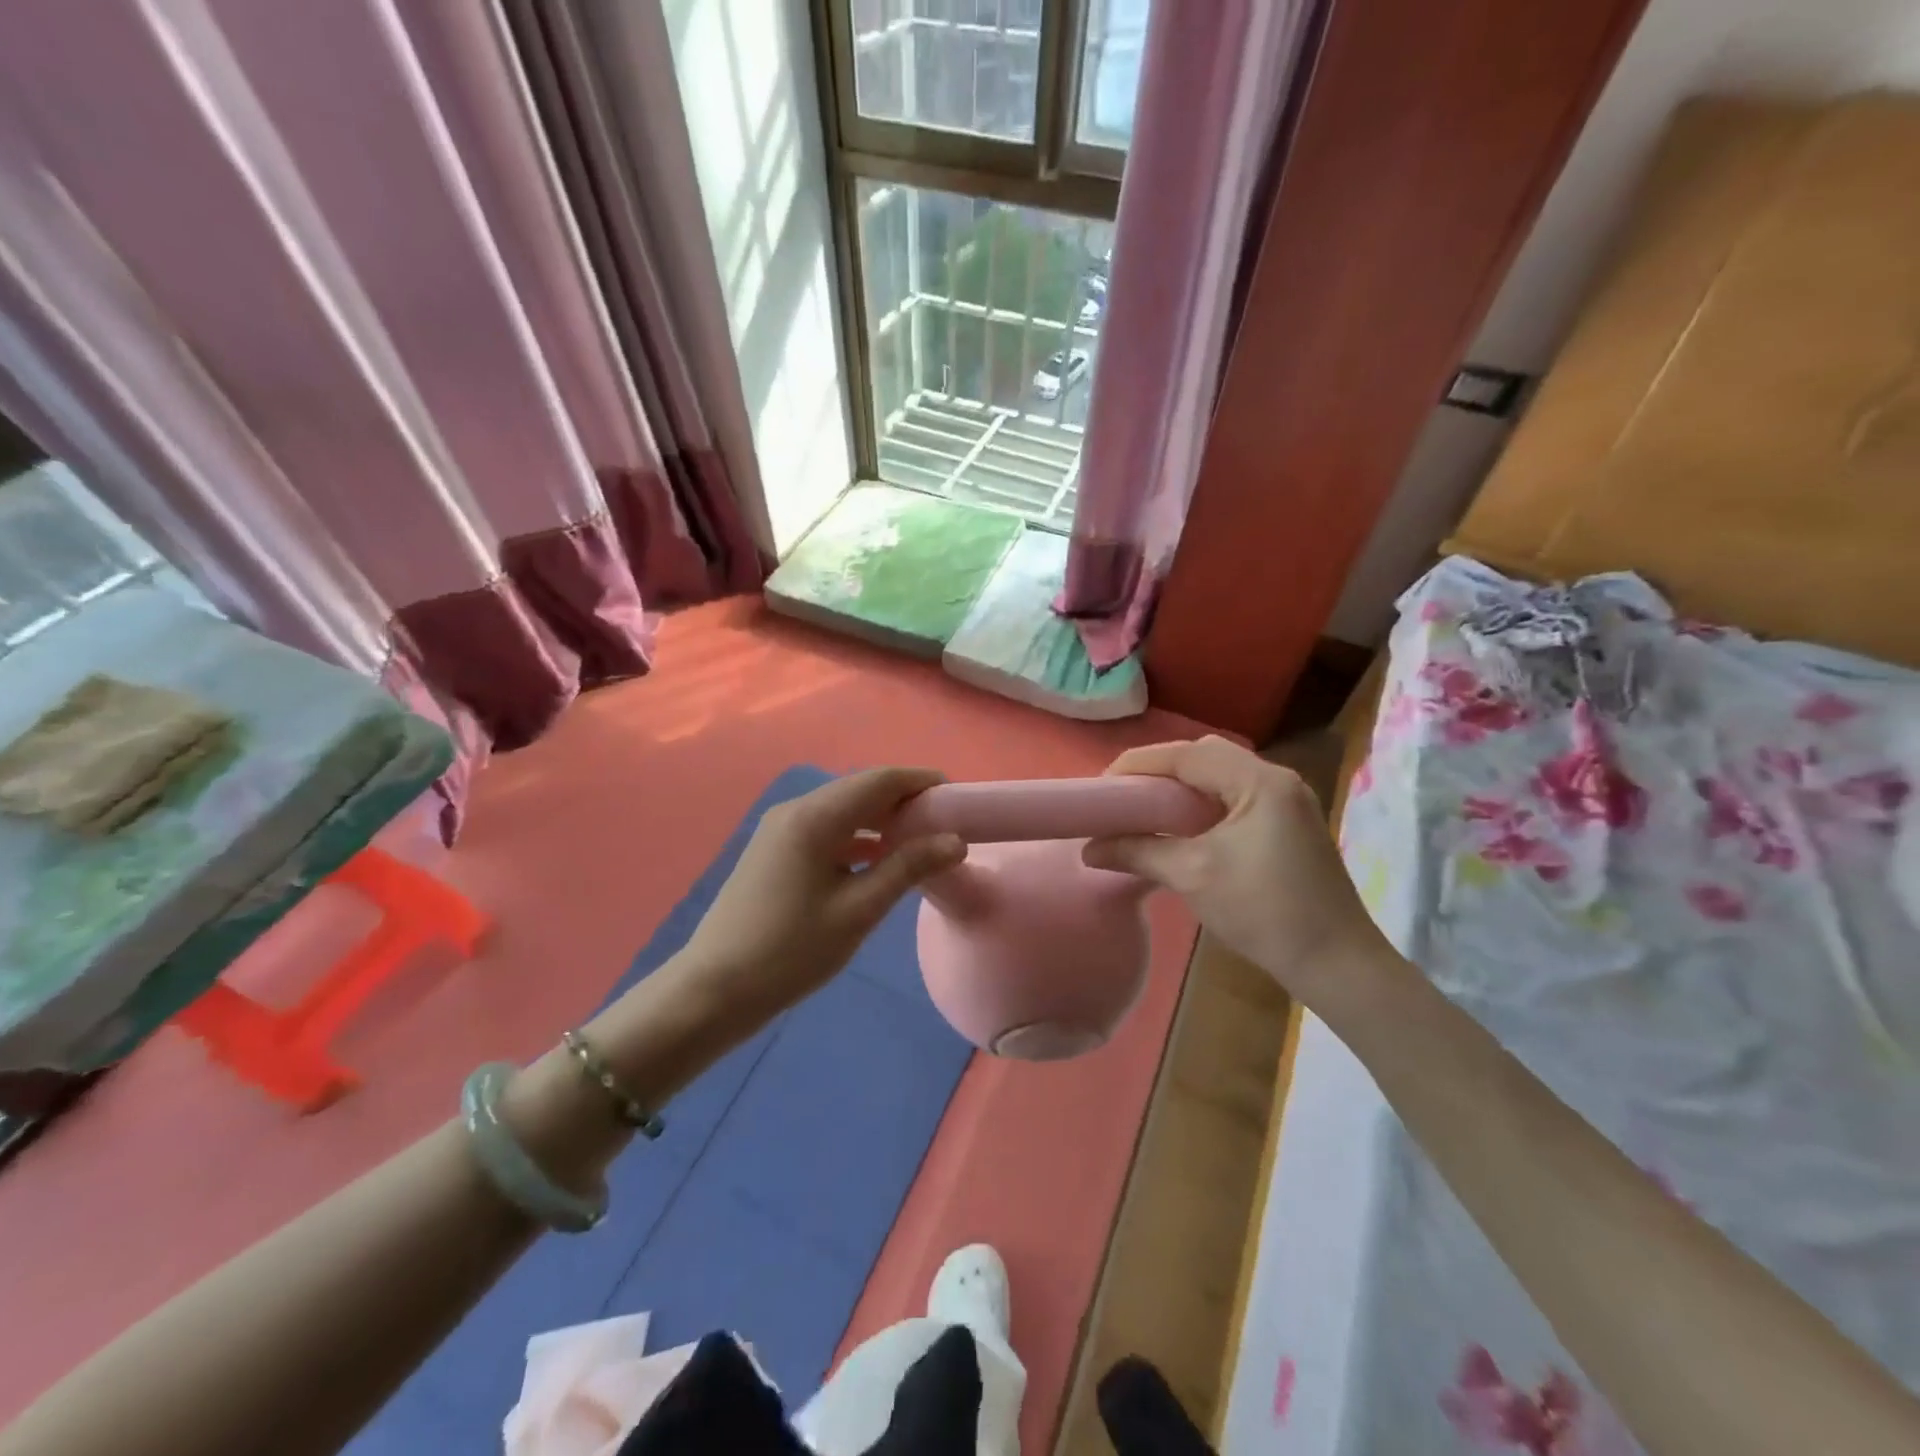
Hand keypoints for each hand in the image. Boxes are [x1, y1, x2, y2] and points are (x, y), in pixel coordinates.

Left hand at [676, 769, 964, 1028]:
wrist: (713, 991)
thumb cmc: (791, 951)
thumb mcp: (858, 911)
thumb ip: (908, 868)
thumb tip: (955, 841)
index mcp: (814, 817)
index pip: (879, 780)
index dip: (921, 782)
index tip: (958, 797)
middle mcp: (795, 810)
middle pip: (860, 789)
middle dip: (904, 800)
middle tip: (944, 823)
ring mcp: (780, 829)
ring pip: (842, 809)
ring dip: (881, 819)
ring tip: (919, 841)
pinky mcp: (774, 850)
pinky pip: (826, 829)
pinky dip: (857, 836)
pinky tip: (878, 859)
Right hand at [1082, 737, 1408, 1018]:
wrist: (1336, 963)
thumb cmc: (1263, 912)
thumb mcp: (1192, 876)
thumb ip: (1138, 852)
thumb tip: (1089, 849)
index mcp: (1260, 782)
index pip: (1187, 754)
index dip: (1139, 764)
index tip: (1103, 785)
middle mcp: (1278, 779)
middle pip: (1205, 755)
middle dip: (1159, 769)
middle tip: (1124, 793)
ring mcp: (1288, 800)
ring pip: (1221, 774)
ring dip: (1181, 785)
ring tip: (1145, 806)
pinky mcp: (1289, 822)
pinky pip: (1235, 795)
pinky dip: (1202, 801)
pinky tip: (1181, 825)